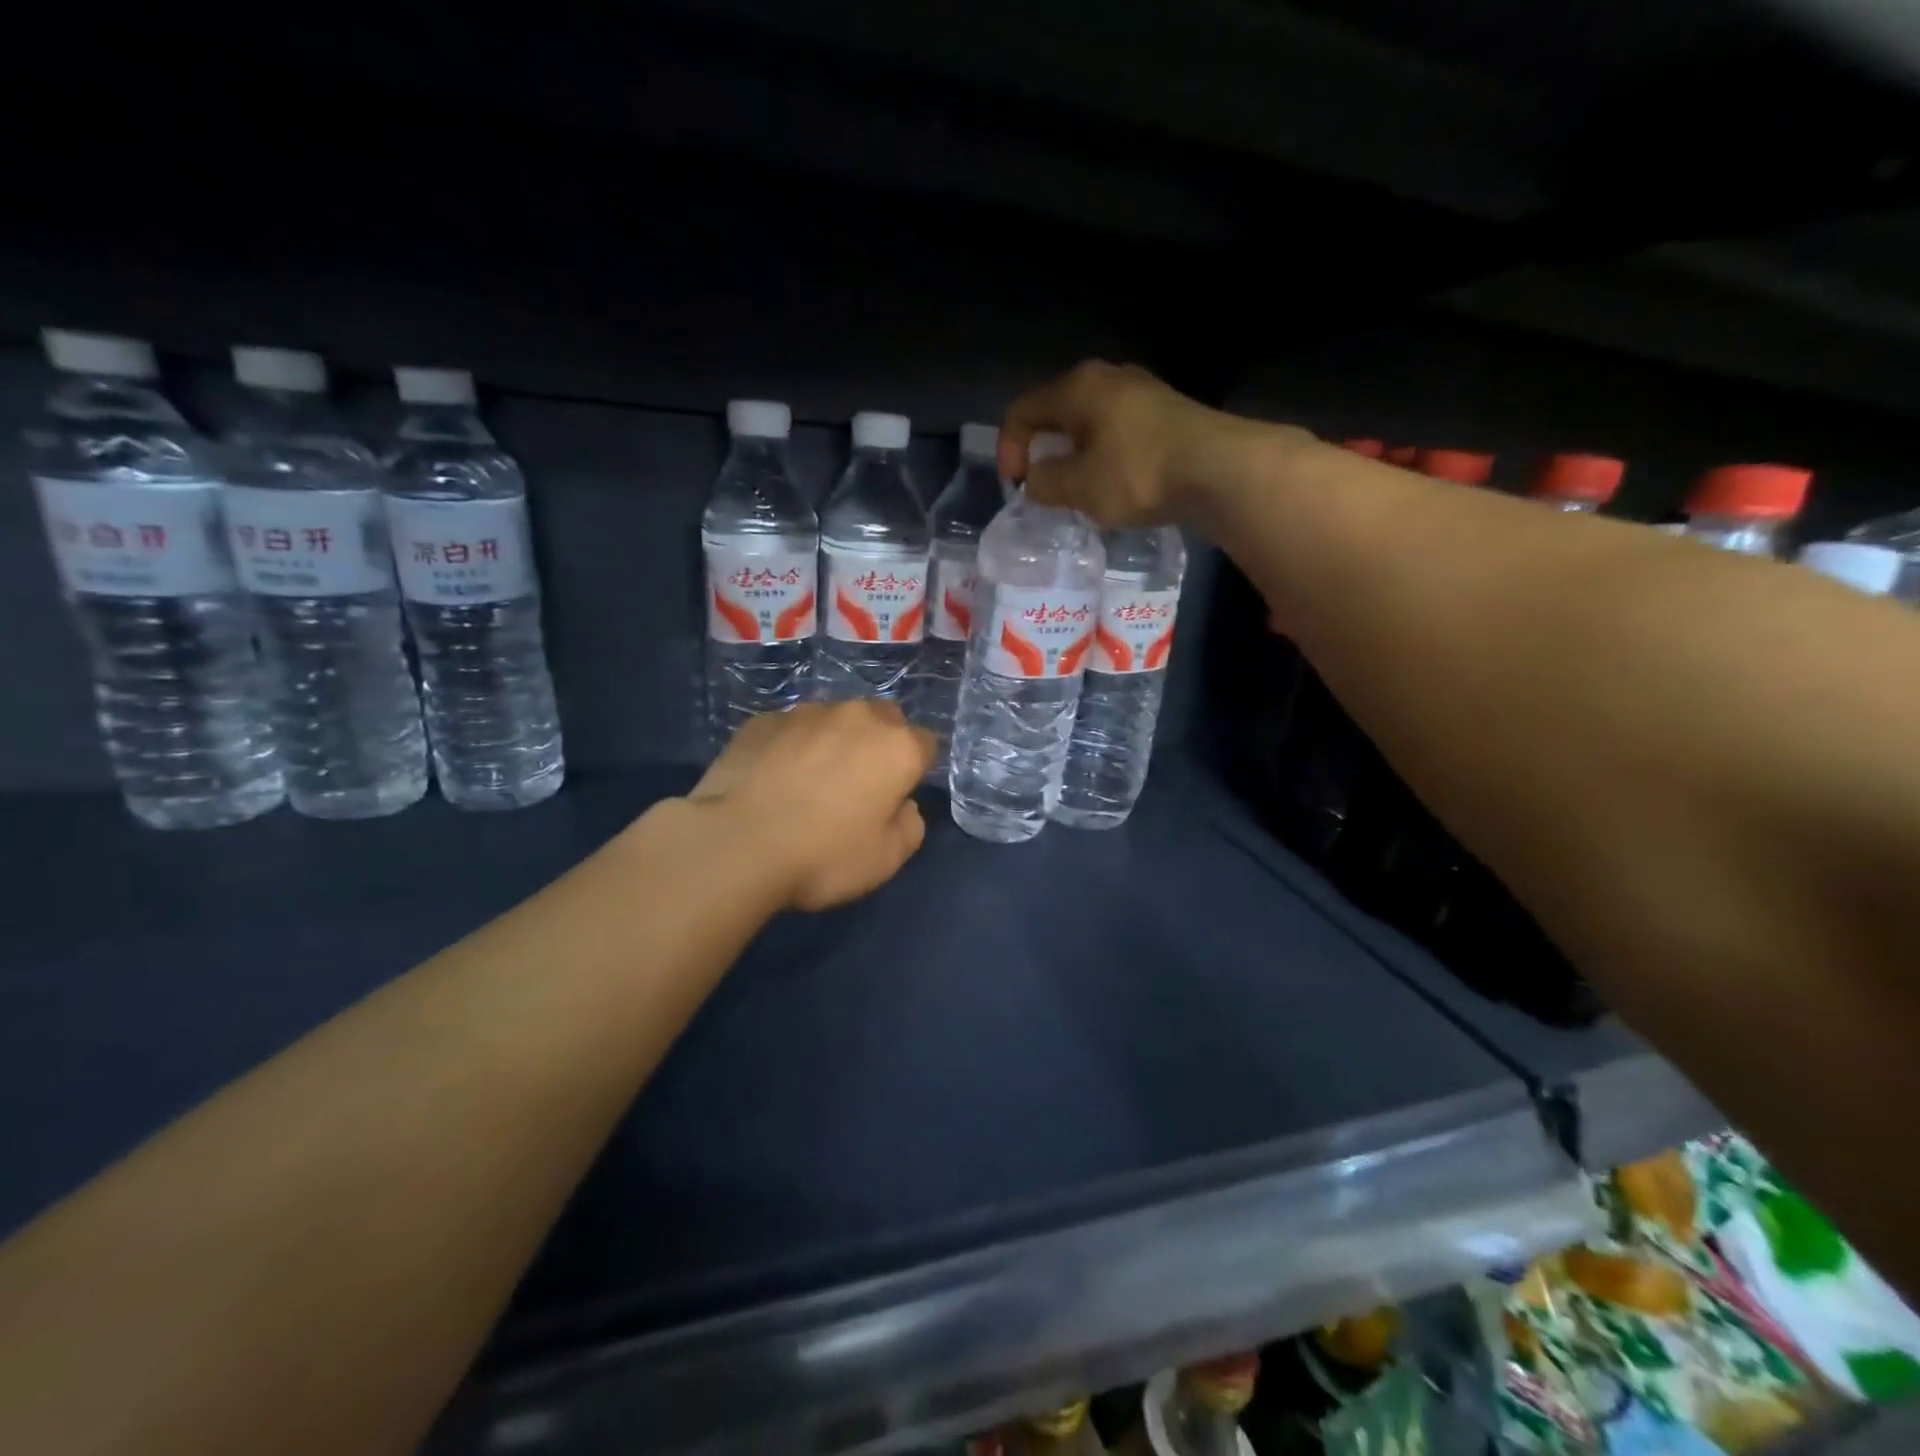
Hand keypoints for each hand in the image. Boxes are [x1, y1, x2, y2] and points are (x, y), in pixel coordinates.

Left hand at [687, 701, 934, 911]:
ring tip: (809, 779)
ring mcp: (807, 713)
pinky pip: (791, 728)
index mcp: (897, 748)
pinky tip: (773, 777)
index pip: (925, 743)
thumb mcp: (886, 860)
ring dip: (834, 740)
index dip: (914, 769)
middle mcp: (858, 717)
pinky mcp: (764, 720)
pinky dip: (791, 745)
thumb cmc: (823, 856)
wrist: (736, 843)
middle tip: (857, 784)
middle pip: (883, 719)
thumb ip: (910, 826)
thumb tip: (903, 806)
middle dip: (878, 743)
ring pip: (835, 718)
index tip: (896, 796)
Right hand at [998, 360, 1264, 525]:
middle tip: (1044, 486)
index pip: (1022, 409)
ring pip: (1089, 422)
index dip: (1009, 448)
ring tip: (1078, 490)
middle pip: (1057, 412)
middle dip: (1042, 450)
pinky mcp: (1166, 413)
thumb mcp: (1078, 486)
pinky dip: (1104, 456)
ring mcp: (1141, 392)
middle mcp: (1107, 378)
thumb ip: (1045, 482)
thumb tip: (1036, 478)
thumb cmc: (1137, 473)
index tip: (1017, 485)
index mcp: (1077, 387)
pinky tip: (1114, 485)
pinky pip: (1117, 432)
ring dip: (1074, 456)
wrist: (1218, 469)